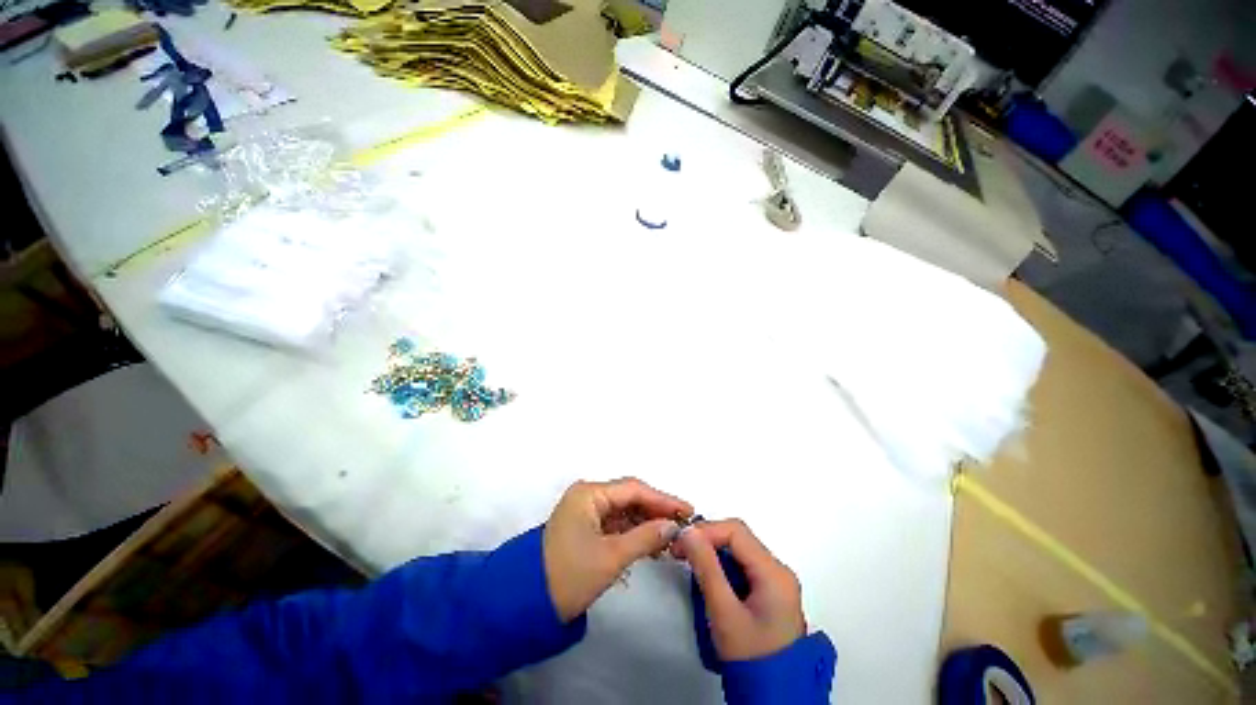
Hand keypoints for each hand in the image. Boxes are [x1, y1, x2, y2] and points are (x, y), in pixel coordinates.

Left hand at [543, 478, 692, 621]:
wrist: (532, 599)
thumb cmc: (572, 573)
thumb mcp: (613, 556)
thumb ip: (647, 537)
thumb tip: (674, 526)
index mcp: (588, 495)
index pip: (634, 489)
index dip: (665, 500)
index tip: (691, 513)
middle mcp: (584, 499)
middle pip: (630, 500)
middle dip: (657, 514)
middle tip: (685, 529)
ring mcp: (582, 516)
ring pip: (624, 515)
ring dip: (647, 526)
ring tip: (672, 542)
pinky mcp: (582, 534)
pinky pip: (615, 528)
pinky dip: (634, 536)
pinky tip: (652, 549)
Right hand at [674, 519, 804, 661]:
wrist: (772, 680)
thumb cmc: (748, 649)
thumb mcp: (723, 611)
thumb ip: (707, 571)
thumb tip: (690, 534)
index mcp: (773, 572)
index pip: (737, 532)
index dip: (705, 531)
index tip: (677, 544)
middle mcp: (779, 571)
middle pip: (741, 540)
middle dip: (708, 541)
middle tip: (677, 555)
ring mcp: (777, 581)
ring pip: (742, 554)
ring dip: (714, 555)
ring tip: (688, 566)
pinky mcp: (770, 592)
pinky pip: (745, 569)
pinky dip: (724, 569)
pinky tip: (707, 580)